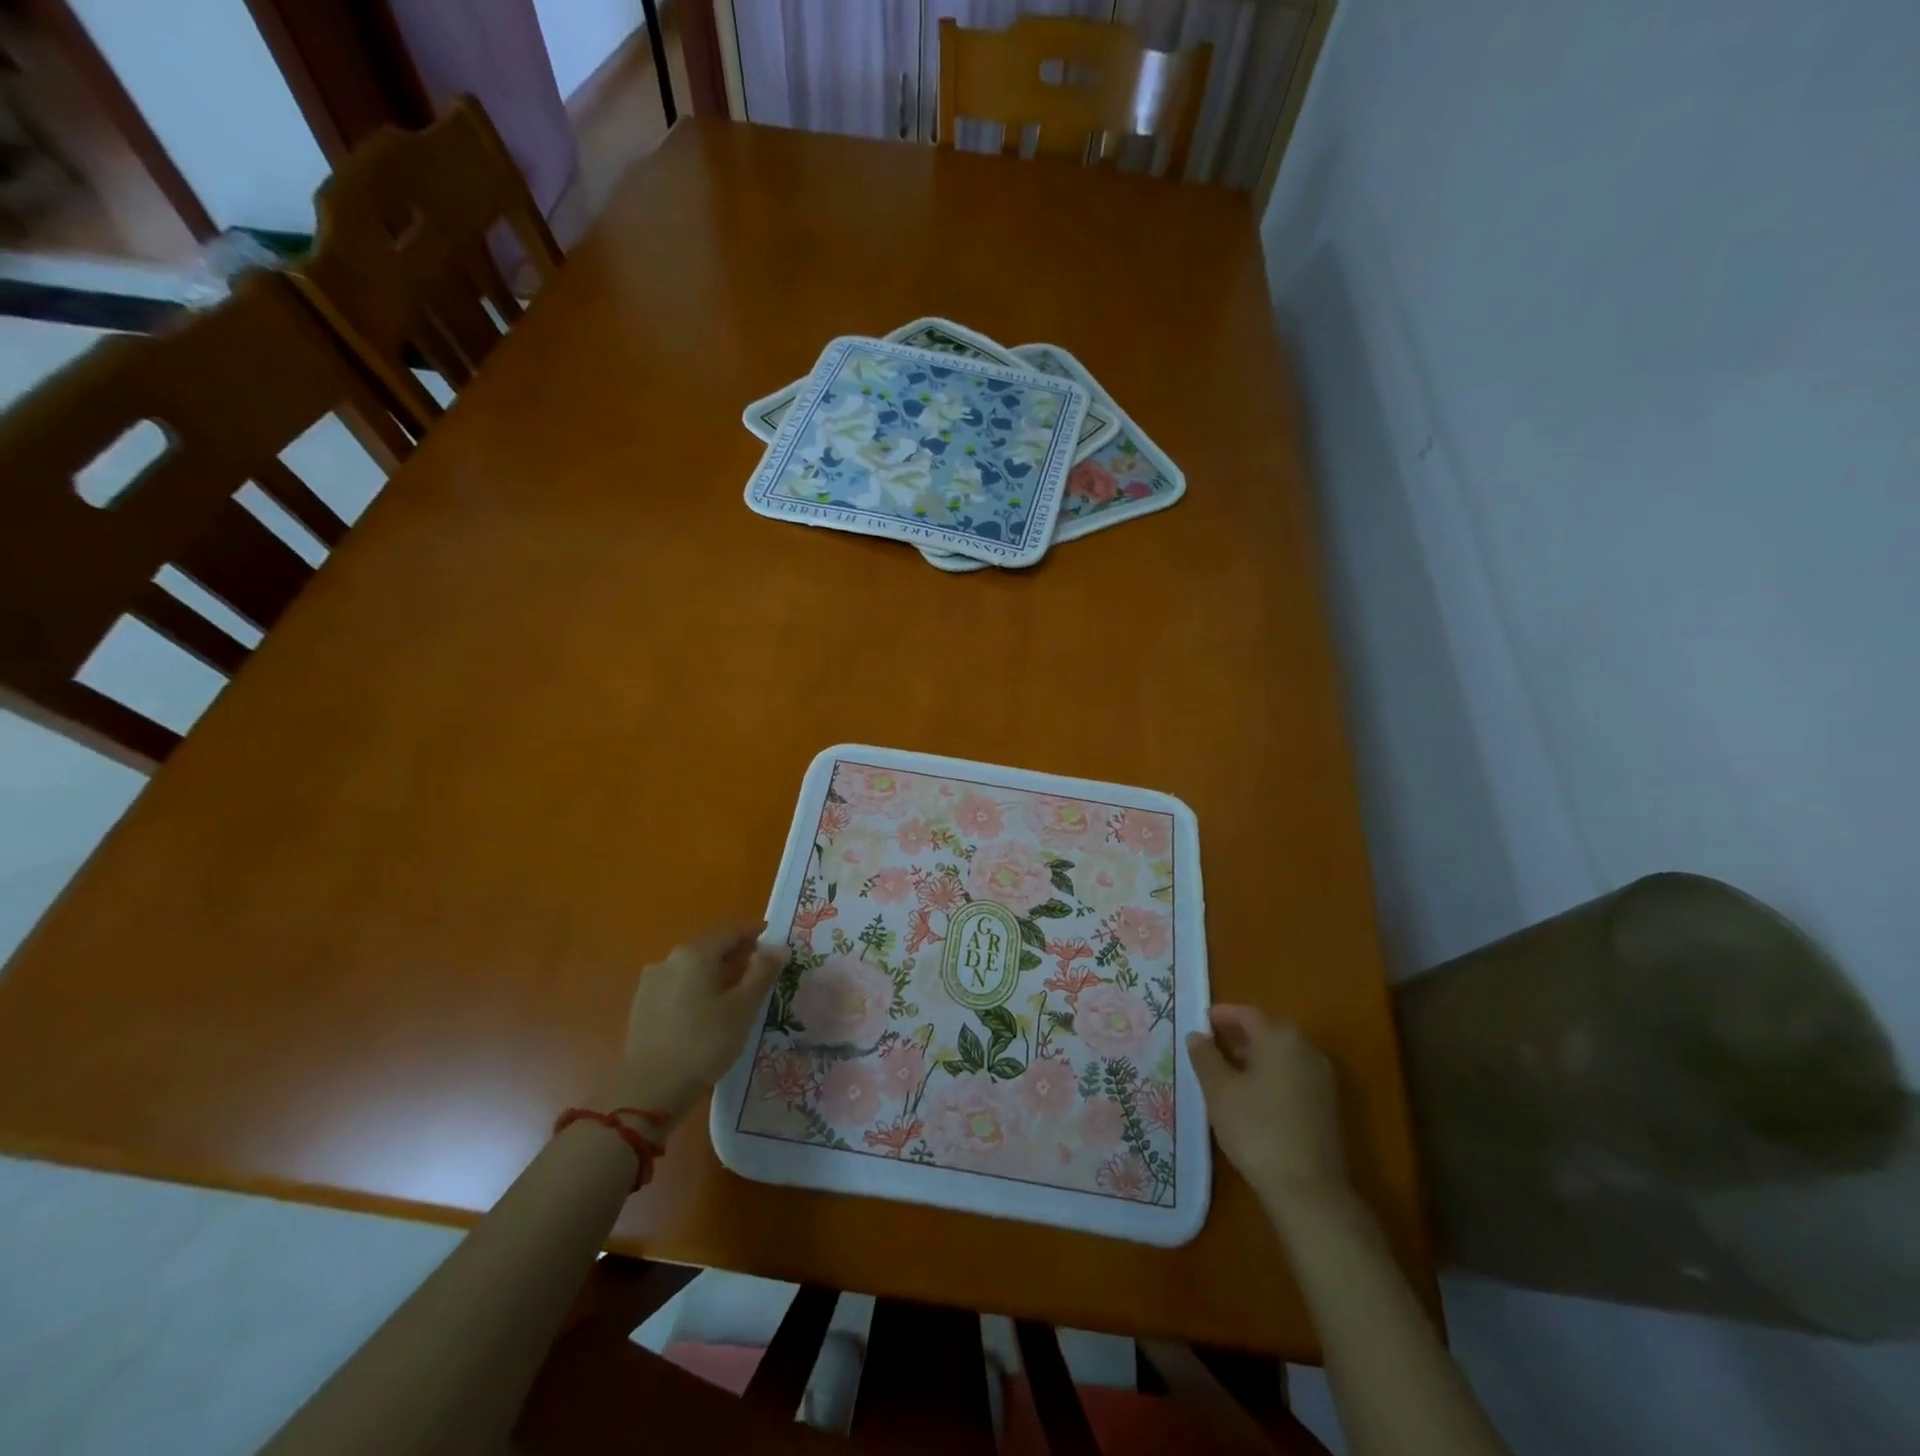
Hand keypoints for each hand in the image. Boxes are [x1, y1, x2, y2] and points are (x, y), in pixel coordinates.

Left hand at [614, 923, 787, 1117]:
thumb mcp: (743, 1008)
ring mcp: (652, 981)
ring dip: (716, 970)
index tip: (770, 934)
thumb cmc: (705, 1043)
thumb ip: (763, 972)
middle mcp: (670, 959)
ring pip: (692, 966)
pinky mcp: (642, 1004)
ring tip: (737, 987)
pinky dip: (698, 985)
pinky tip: (709, 1005)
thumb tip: (779, 947)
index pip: (730, 932)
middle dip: (735, 952)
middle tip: (759, 963)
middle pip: (710, 947)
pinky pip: (678, 983)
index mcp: (695, 954)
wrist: (650, 1090)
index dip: (752, 931)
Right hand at [1187, 1006, 1348, 1212]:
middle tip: (1209, 1047)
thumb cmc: (1257, 1129)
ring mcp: (1321, 1078)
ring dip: (1254, 1057)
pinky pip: (1292, 1075)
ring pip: (1281, 1055)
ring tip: (1226, 1072)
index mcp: (1279, 1037)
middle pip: (1266, 1031)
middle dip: (1237, 1036)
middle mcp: (1306, 1049)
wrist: (1309, 1190)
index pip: (1246, 1014)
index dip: (1220, 1016)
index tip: (1200, 1023)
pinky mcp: (1327, 1105)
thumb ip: (1205, 1056)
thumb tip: (1198, 1035)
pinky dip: (1271, 1075)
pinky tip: (1252, 1096)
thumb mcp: (1219, 1090)